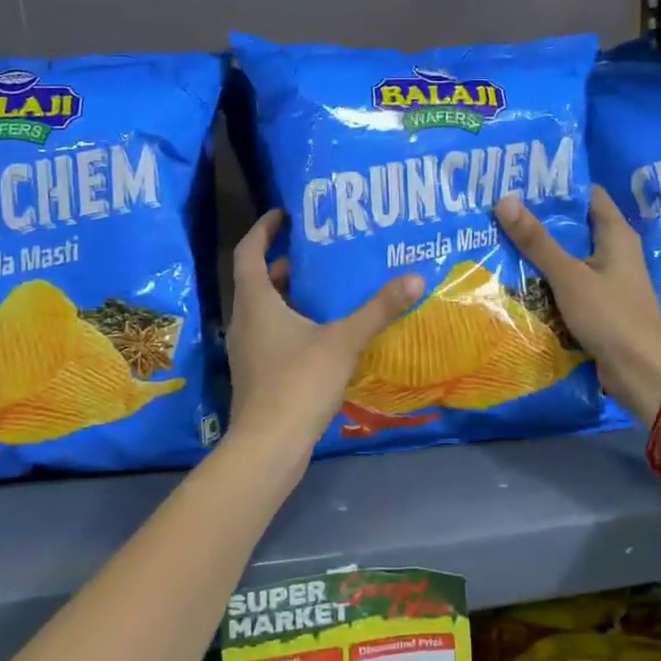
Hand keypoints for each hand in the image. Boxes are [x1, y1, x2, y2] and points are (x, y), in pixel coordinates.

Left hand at [224, 209, 423, 473]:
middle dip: (283, 262)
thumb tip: (415, 277)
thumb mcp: (343, 341)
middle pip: (258, 280)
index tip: (284, 213)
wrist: (268, 446)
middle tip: (317, 250)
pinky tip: (324, 332)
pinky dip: (293, 323)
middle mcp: (245, 320)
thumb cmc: (298, 383)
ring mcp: (248, 350)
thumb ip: (378, 310)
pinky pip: (272, 334)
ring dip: (289, 294)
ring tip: (326, 286)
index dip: (263, 229)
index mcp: (256, 302)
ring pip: (266, 310)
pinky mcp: (258, 374)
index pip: (248, 251)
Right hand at [495, 186, 660, 420]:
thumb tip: (505, 199)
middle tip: (499, 210)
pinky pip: (568, 285)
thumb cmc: (611, 315)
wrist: (643, 372)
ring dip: (540, 252)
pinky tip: (516, 279)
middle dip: (540, 220)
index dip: (556, 185)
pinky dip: (547, 280)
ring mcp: (607, 281)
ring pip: (568, 257)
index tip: (521, 180)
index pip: (586, 195)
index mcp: (616, 234)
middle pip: (574, 226)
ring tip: (499, 239)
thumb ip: (537, 241)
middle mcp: (614, 252)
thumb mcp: (569, 275)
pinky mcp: (599, 306)